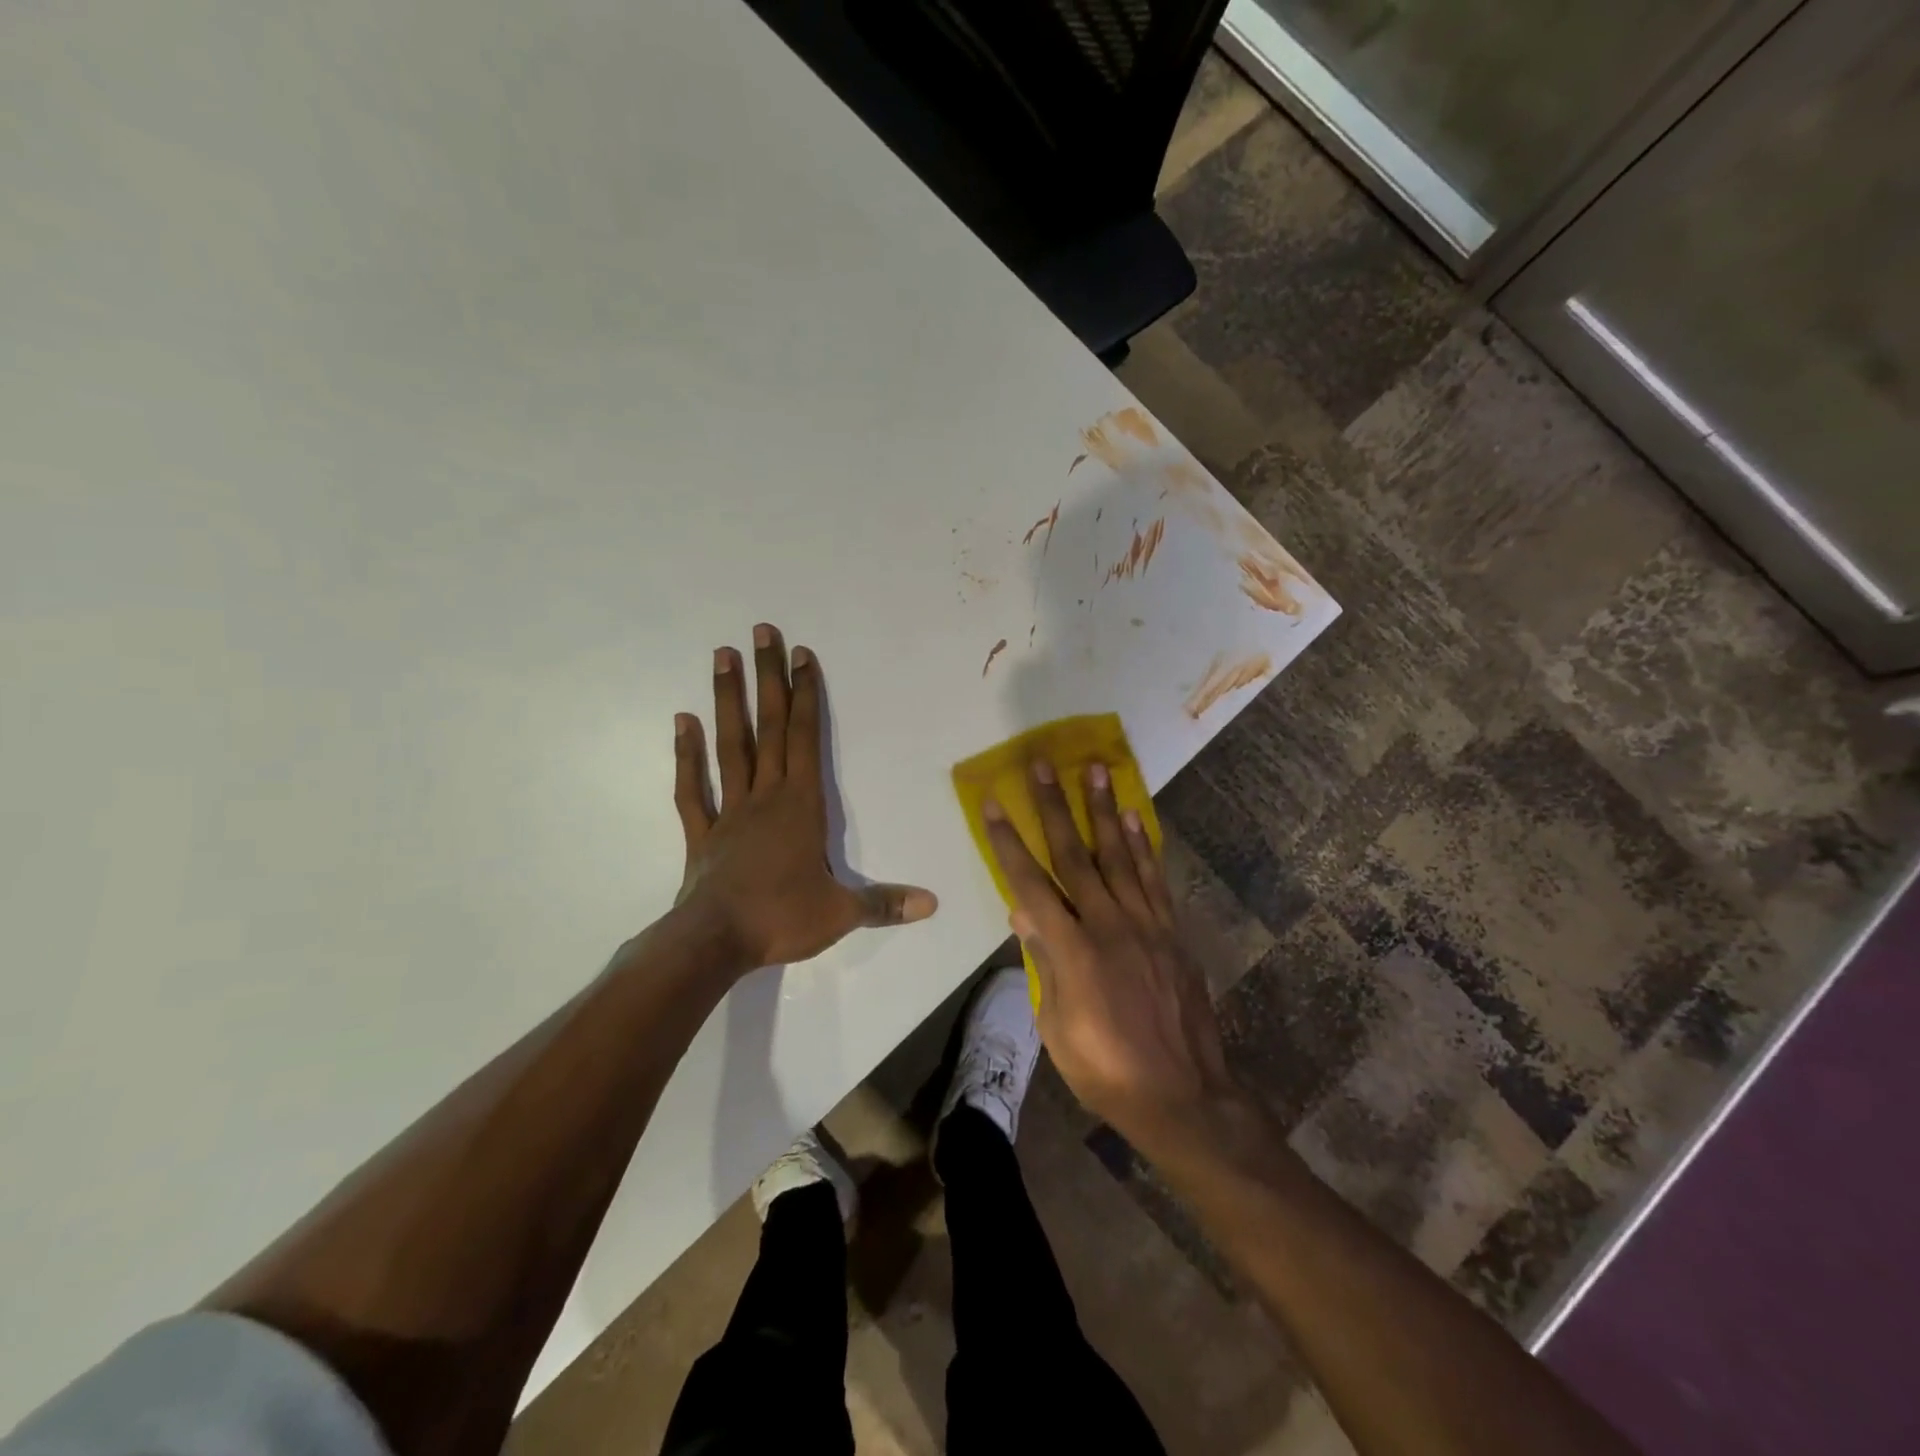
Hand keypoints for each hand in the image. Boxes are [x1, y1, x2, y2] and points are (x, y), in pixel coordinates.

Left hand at [670, 624, 936, 971]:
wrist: (713, 942)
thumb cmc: (781, 919)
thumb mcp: (841, 914)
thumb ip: (885, 903)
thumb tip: (932, 904)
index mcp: (800, 806)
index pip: (805, 739)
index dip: (806, 695)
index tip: (801, 655)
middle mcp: (765, 796)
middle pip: (768, 728)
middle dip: (768, 679)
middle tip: (760, 632)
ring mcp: (729, 811)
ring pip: (729, 746)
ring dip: (727, 700)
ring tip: (723, 656)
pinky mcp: (702, 833)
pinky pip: (692, 788)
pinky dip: (686, 755)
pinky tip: (682, 722)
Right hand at [980, 760, 1234, 1143]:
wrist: (1182, 1096)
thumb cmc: (1105, 1069)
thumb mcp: (1056, 1027)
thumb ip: (1043, 963)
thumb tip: (1023, 912)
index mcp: (1073, 951)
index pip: (1031, 883)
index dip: (1009, 841)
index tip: (994, 803)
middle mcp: (1109, 925)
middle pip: (1076, 855)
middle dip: (1054, 807)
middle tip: (1043, 765)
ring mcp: (1146, 925)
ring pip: (1119, 856)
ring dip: (1103, 810)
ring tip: (1095, 770)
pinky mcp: (1171, 932)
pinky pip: (1154, 879)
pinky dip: (1142, 845)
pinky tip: (1133, 818)